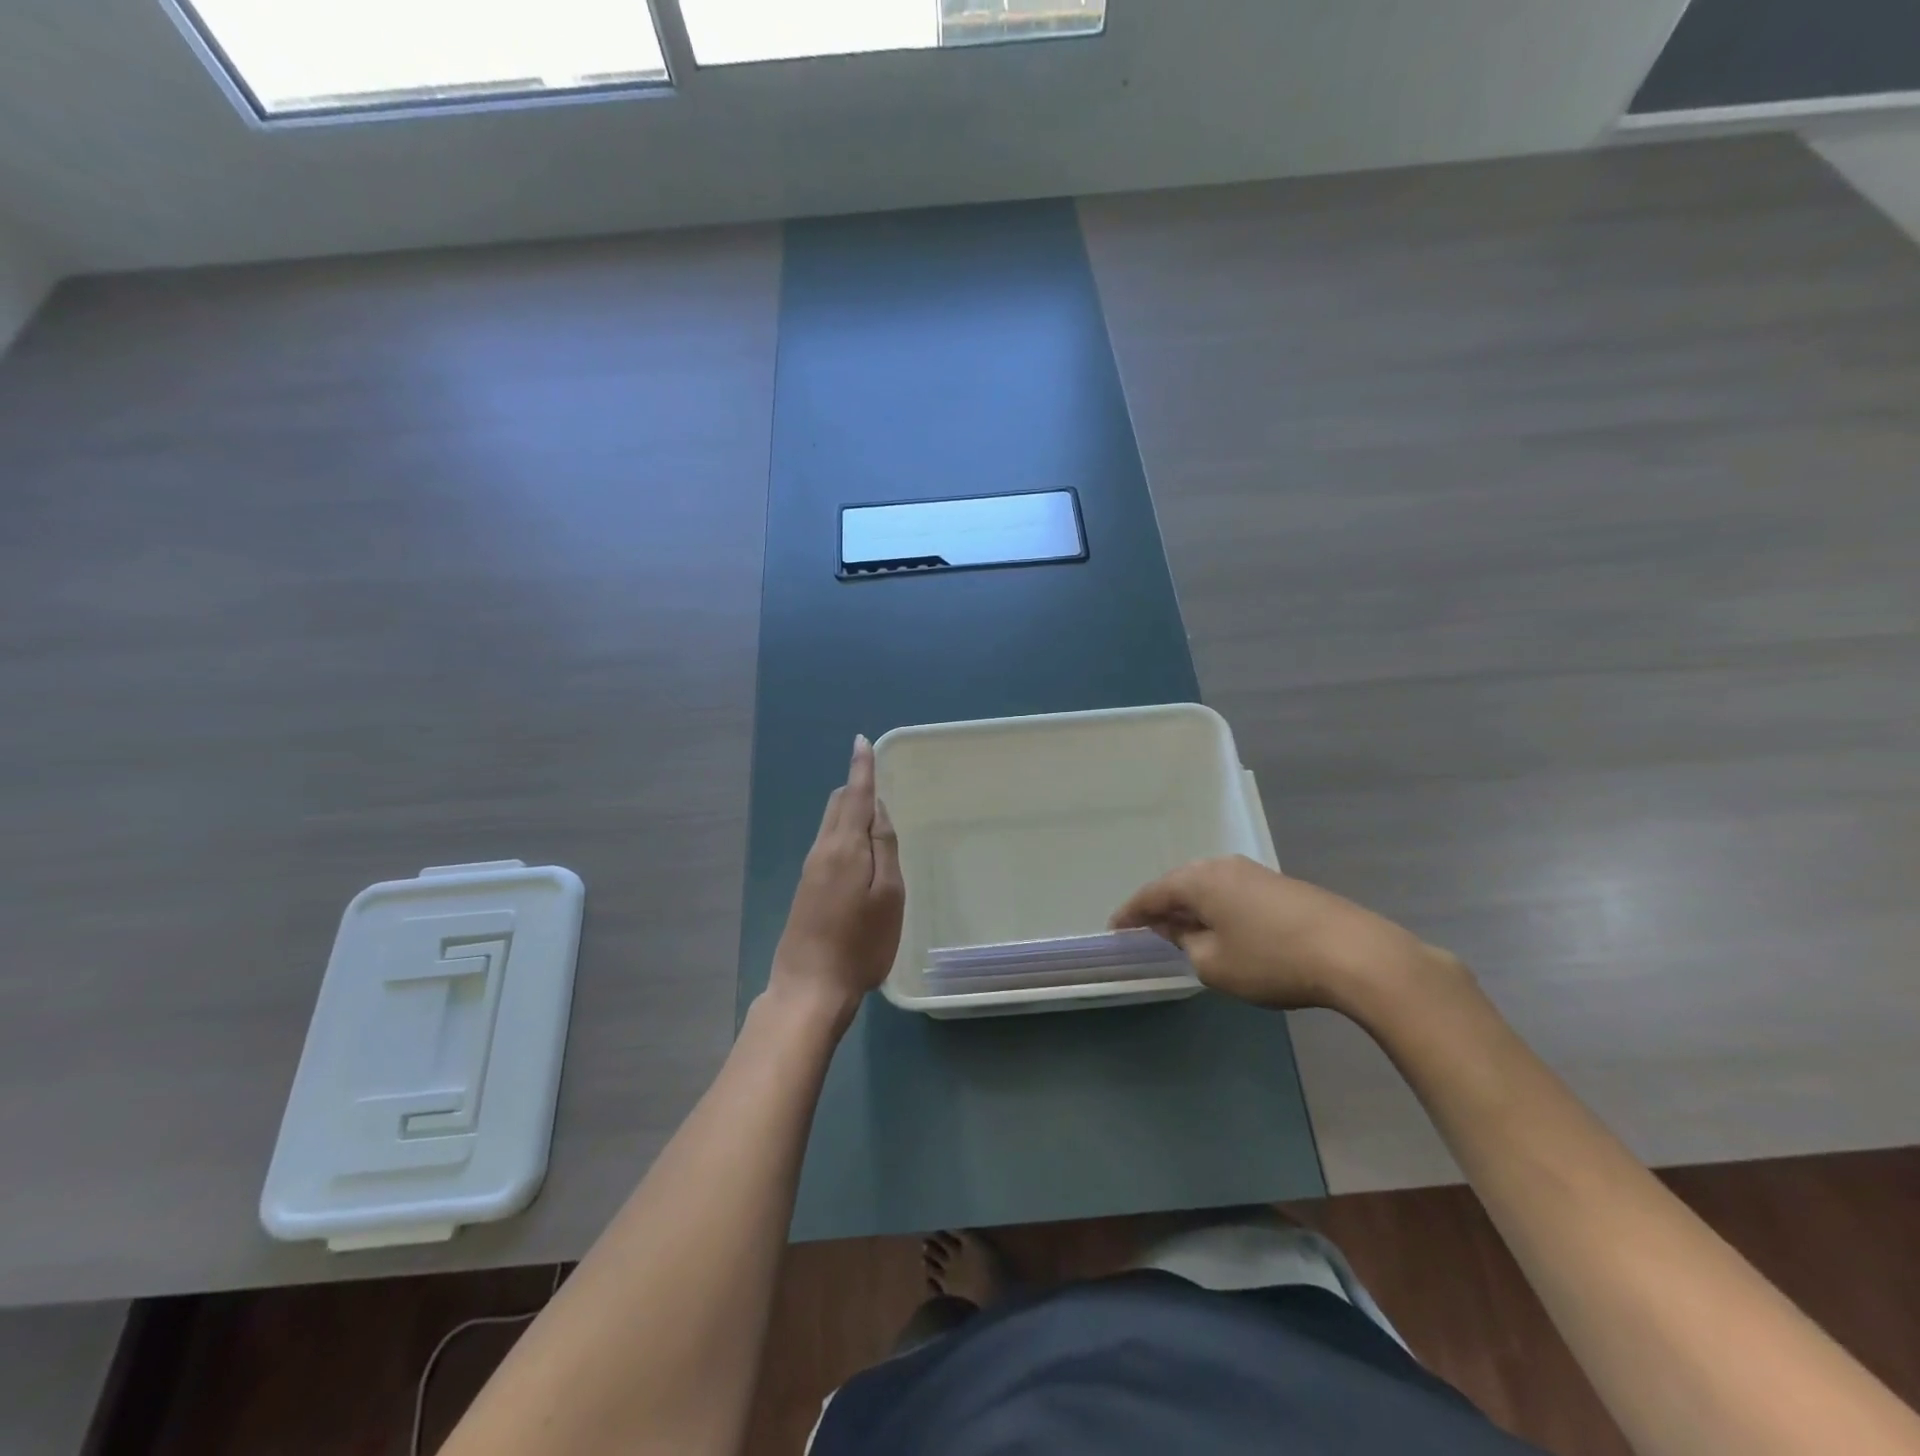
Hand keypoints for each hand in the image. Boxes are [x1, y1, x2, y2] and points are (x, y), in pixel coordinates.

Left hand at [771, 735, 905, 1023]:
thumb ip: (884, 848)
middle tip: (878, 780)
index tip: (861, 741)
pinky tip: (858, 848)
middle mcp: (822, 850)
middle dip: (856, 787)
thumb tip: (877, 809)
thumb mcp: (888, 896)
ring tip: (873, 810)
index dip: (862, 767)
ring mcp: (810, 870)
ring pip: (831, 824)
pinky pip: (828, 843)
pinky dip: (844, 831)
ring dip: (850, 810)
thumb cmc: (860, 944)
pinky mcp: (806, 888)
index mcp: (845, 847)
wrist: (809, 987)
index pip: (855, 795)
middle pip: (838, 805)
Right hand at [1110, 855, 1458, 1013]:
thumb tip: (1179, 930)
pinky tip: (1223, 931)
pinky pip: (1232, 895)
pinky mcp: (1280, 886)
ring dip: (1191, 910)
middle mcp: (1222, 866)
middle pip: (1179, 886)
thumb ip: (1185, 945)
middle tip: (1145, 933)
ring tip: (1181, 934)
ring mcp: (1254, 872)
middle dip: (1161, 910)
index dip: (1130, 914)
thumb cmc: (1272, 959)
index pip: (1151, 894)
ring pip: (1208, 889)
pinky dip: (1217, 911)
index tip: (1114, 930)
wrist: (1354, 952)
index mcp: (1198, 879)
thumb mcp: (1215, 964)